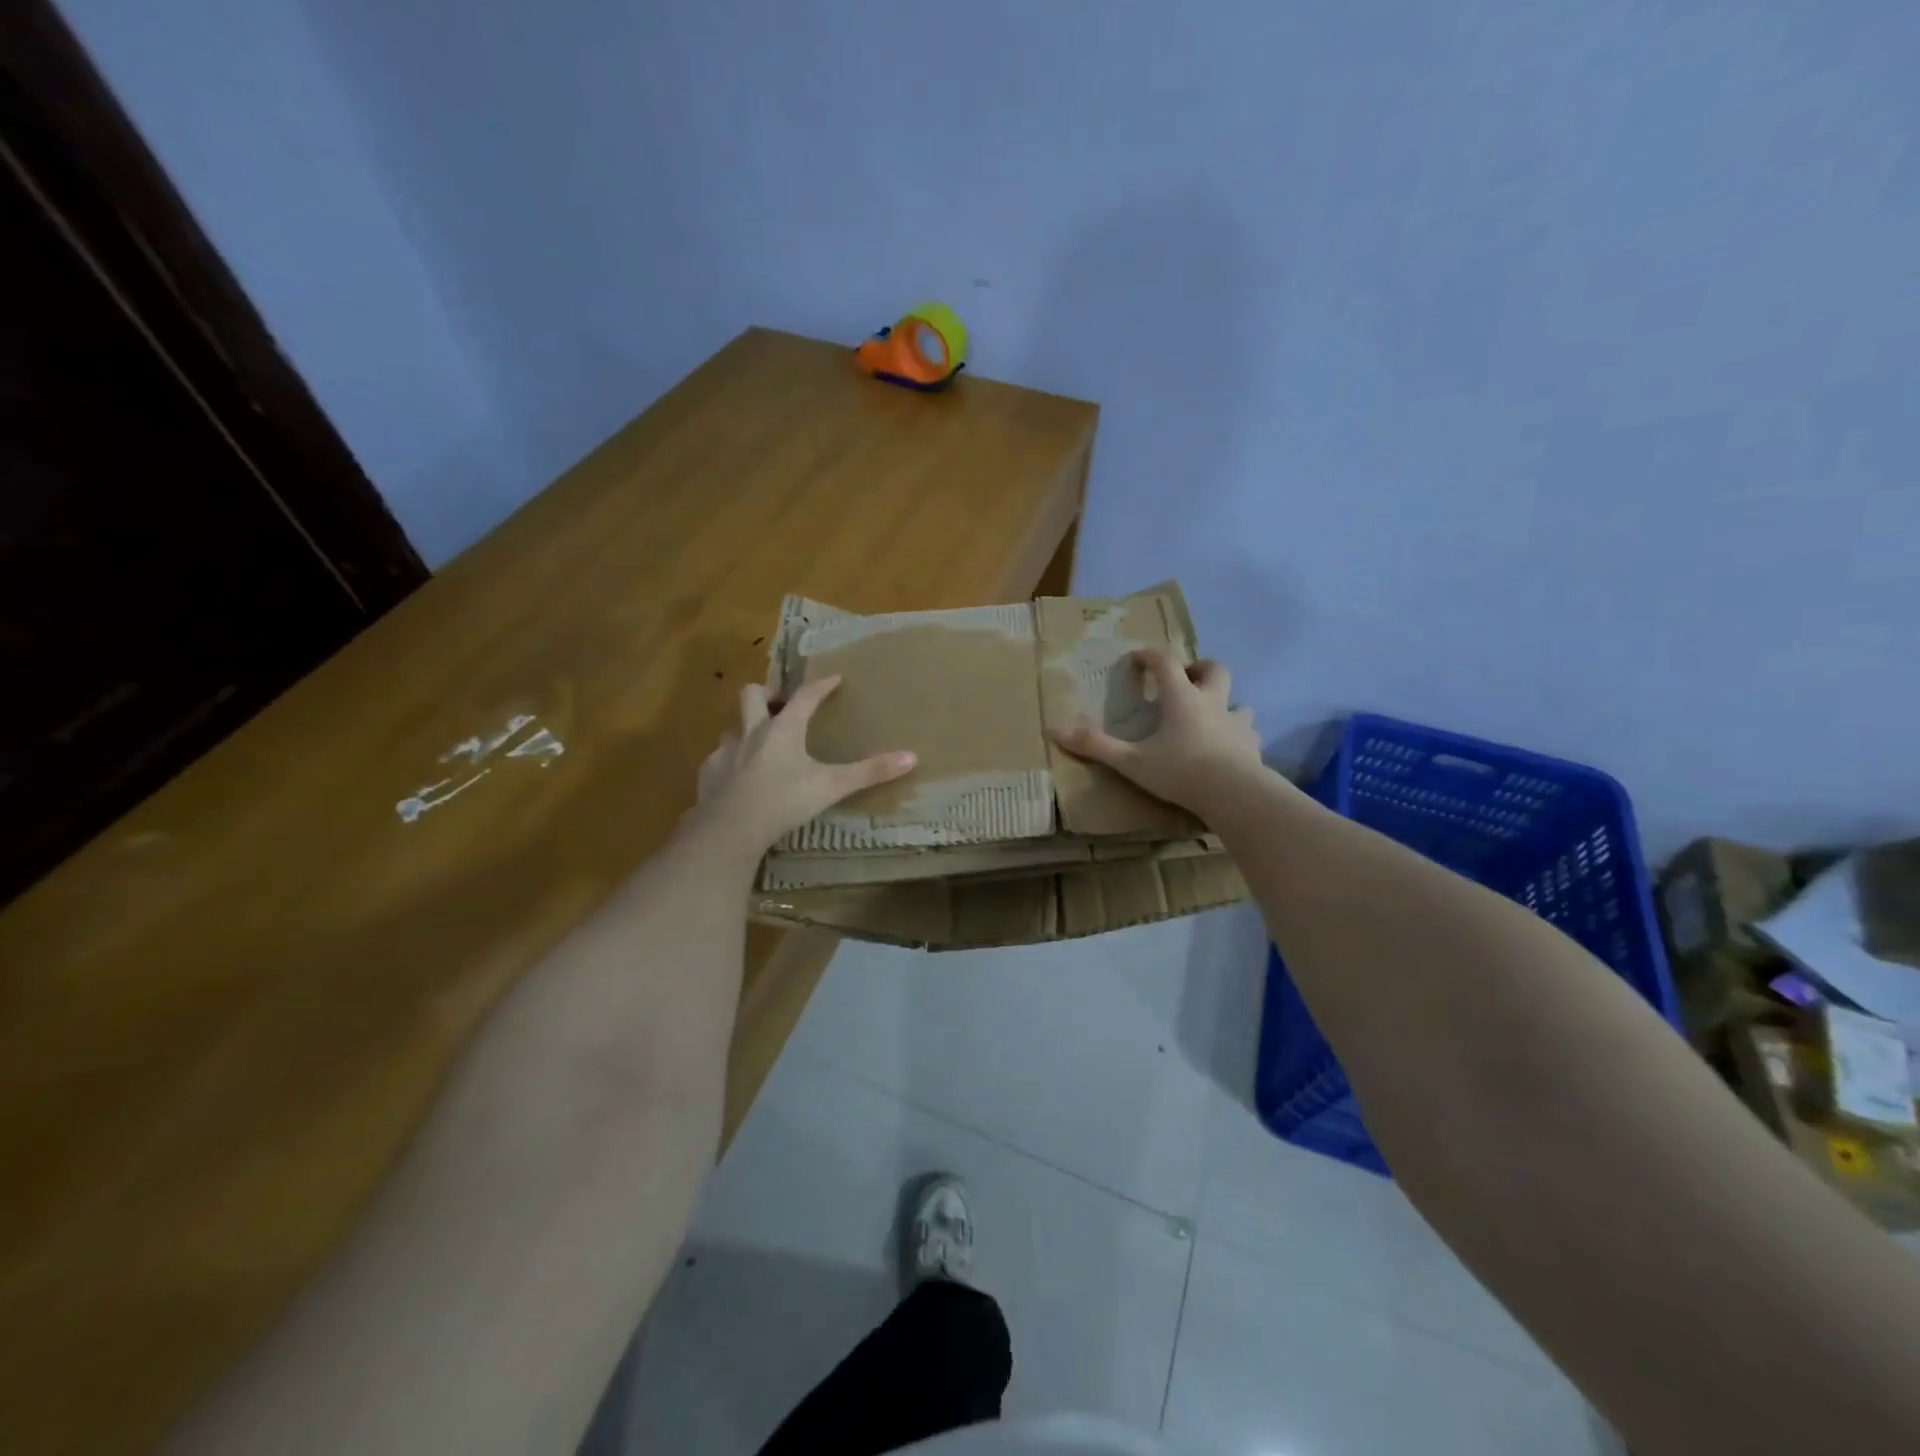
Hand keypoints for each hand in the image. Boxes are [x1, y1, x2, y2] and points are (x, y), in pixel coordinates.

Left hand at [691, 675, 915, 854]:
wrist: (730, 830)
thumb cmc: (784, 801)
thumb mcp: (832, 787)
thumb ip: (870, 772)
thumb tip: (912, 757)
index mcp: (783, 729)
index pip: (805, 696)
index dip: (821, 686)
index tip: (834, 679)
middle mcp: (751, 732)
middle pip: (752, 695)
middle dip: (767, 695)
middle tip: (780, 705)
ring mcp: (725, 752)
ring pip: (733, 728)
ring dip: (745, 731)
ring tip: (759, 746)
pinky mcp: (708, 774)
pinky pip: (718, 759)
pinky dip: (729, 762)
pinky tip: (737, 778)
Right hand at [1052, 651, 1261, 818]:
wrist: (1235, 795)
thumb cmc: (1181, 771)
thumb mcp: (1131, 761)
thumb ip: (1096, 746)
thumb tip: (1055, 731)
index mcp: (1181, 699)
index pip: (1166, 664)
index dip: (1151, 657)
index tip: (1138, 658)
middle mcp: (1212, 703)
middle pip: (1213, 670)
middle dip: (1198, 668)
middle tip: (1184, 678)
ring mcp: (1237, 723)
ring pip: (1238, 701)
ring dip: (1224, 702)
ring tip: (1210, 716)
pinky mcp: (1252, 746)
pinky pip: (1249, 732)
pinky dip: (1239, 734)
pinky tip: (1232, 747)